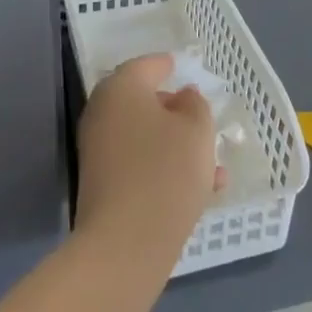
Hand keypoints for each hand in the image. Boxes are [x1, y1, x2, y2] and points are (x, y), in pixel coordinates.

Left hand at [75, 55, 222, 267]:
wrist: (124, 245)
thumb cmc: (165, 172)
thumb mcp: (197, 130)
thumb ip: (195, 105)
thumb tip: (182, 97)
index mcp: (121, 88)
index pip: (146, 66)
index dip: (166, 65)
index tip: (181, 67)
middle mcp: (103, 113)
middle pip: (142, 101)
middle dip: (174, 110)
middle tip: (200, 116)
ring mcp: (98, 151)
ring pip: (145, 136)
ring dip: (175, 143)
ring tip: (213, 162)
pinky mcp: (102, 185)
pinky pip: (139, 164)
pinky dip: (165, 167)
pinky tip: (201, 189)